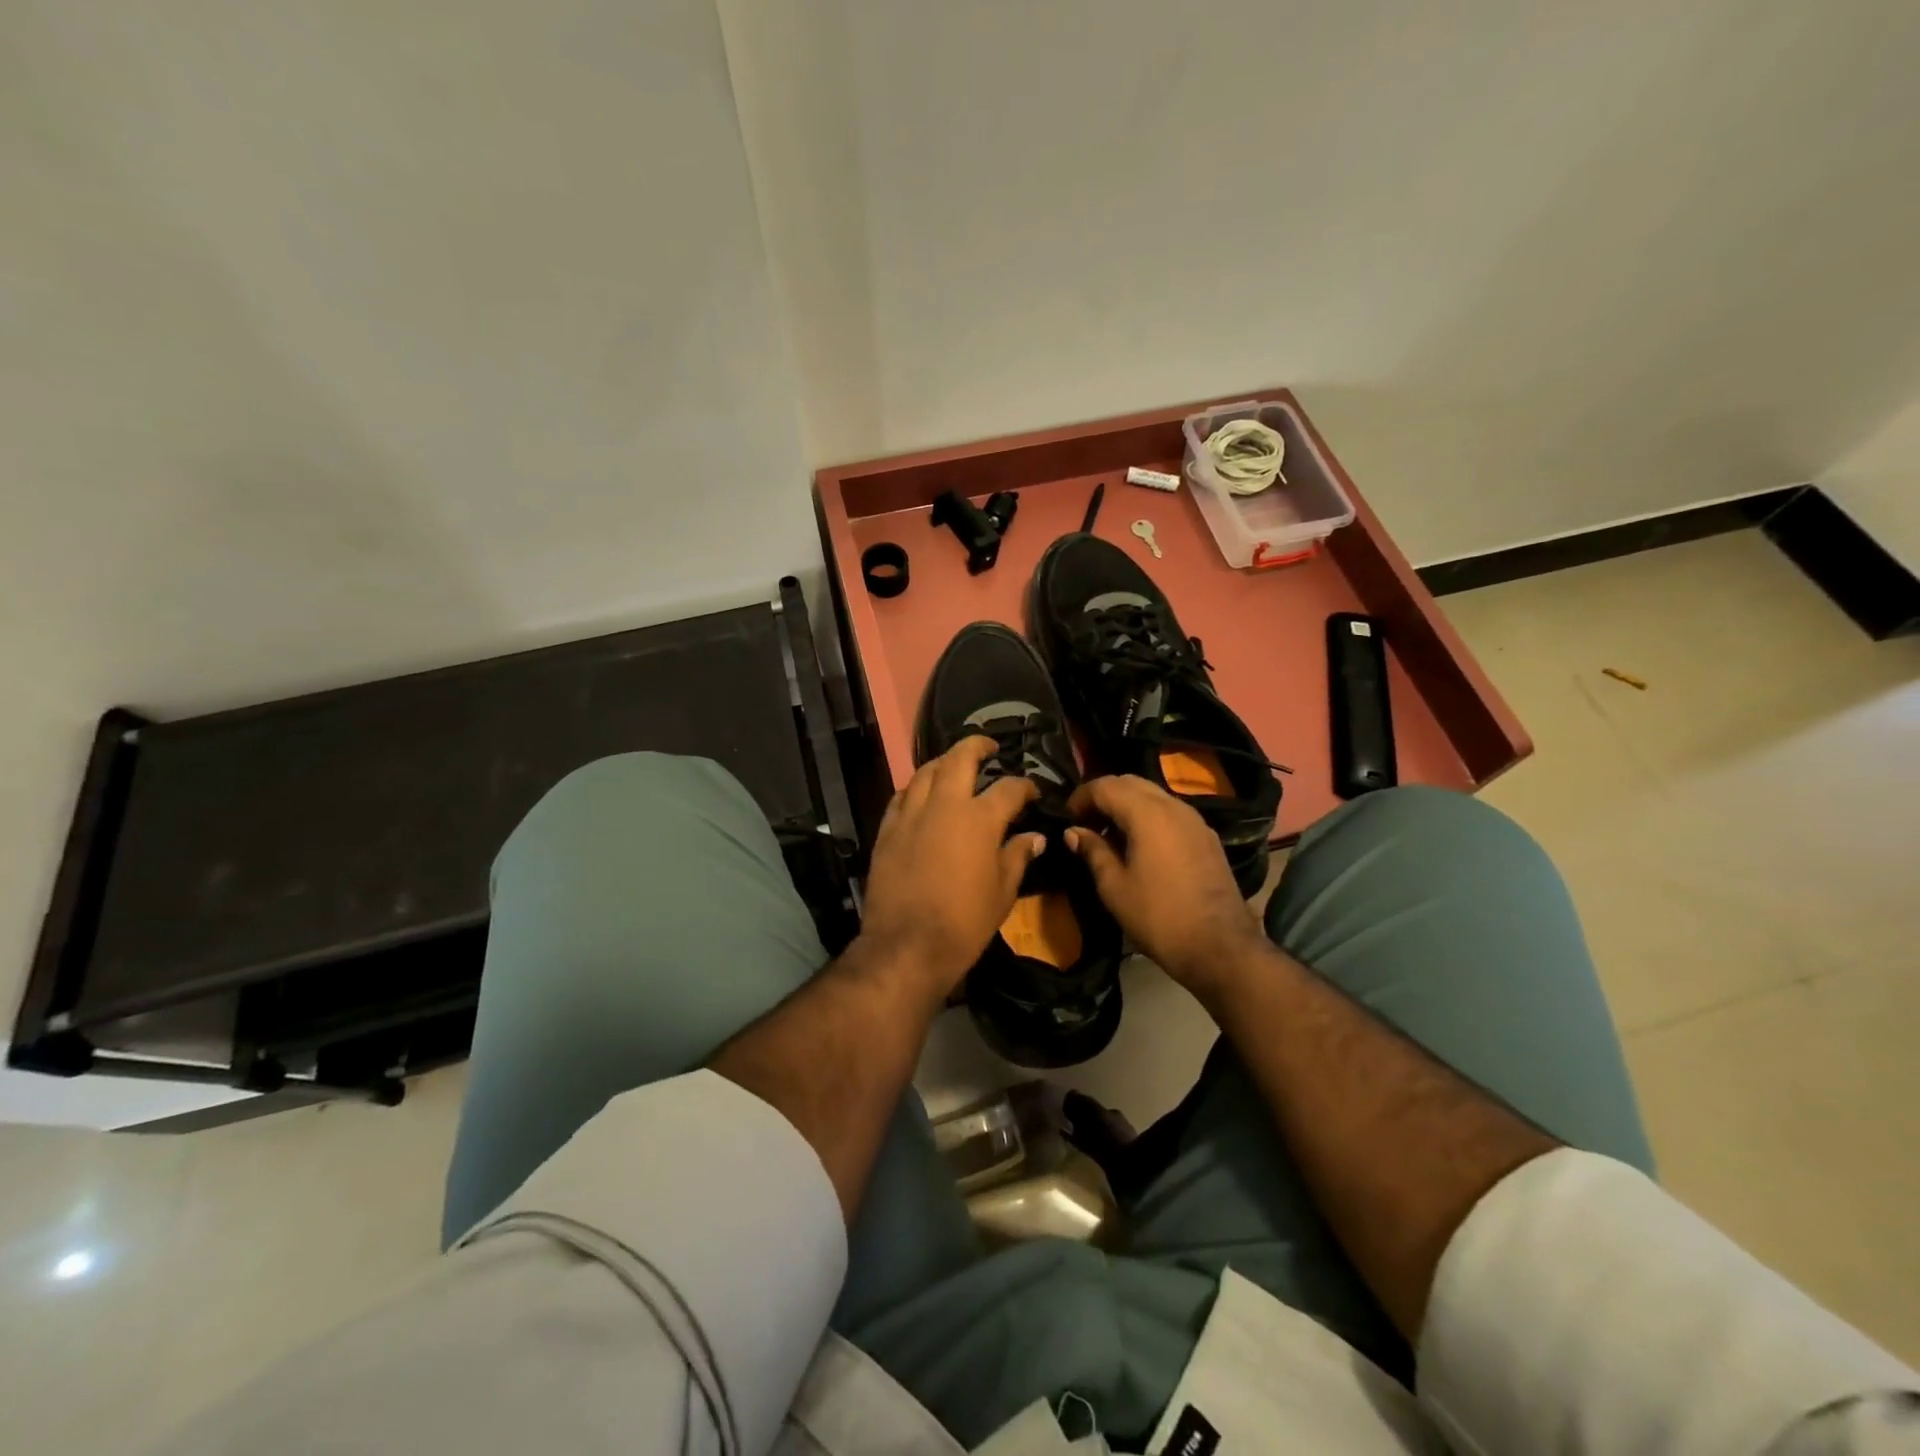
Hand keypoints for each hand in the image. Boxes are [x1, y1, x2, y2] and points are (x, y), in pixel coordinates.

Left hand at [858, 737, 1044, 998]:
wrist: (906, 945)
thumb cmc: (964, 922)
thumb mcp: (1002, 892)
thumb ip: (1017, 857)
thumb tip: (1035, 838)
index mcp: (980, 818)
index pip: (1009, 788)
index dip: (1024, 786)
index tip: (1032, 793)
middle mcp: (944, 805)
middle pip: (960, 758)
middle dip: (977, 745)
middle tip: (989, 747)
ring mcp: (911, 814)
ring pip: (926, 771)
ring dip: (943, 762)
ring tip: (954, 765)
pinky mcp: (887, 830)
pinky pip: (901, 796)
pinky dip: (916, 789)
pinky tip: (921, 794)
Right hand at [1065, 775, 1268, 1000]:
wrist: (1220, 947)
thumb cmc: (1158, 917)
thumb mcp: (1114, 887)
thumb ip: (1092, 851)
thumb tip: (1073, 831)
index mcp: (1147, 813)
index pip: (1105, 786)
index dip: (1080, 797)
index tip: (1066, 818)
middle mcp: (1173, 806)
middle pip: (1130, 782)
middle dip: (1103, 795)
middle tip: (1085, 823)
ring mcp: (1194, 820)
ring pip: (1153, 795)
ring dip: (1126, 805)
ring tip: (1109, 835)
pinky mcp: (1206, 836)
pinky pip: (1170, 812)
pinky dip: (1148, 816)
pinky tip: (1139, 845)